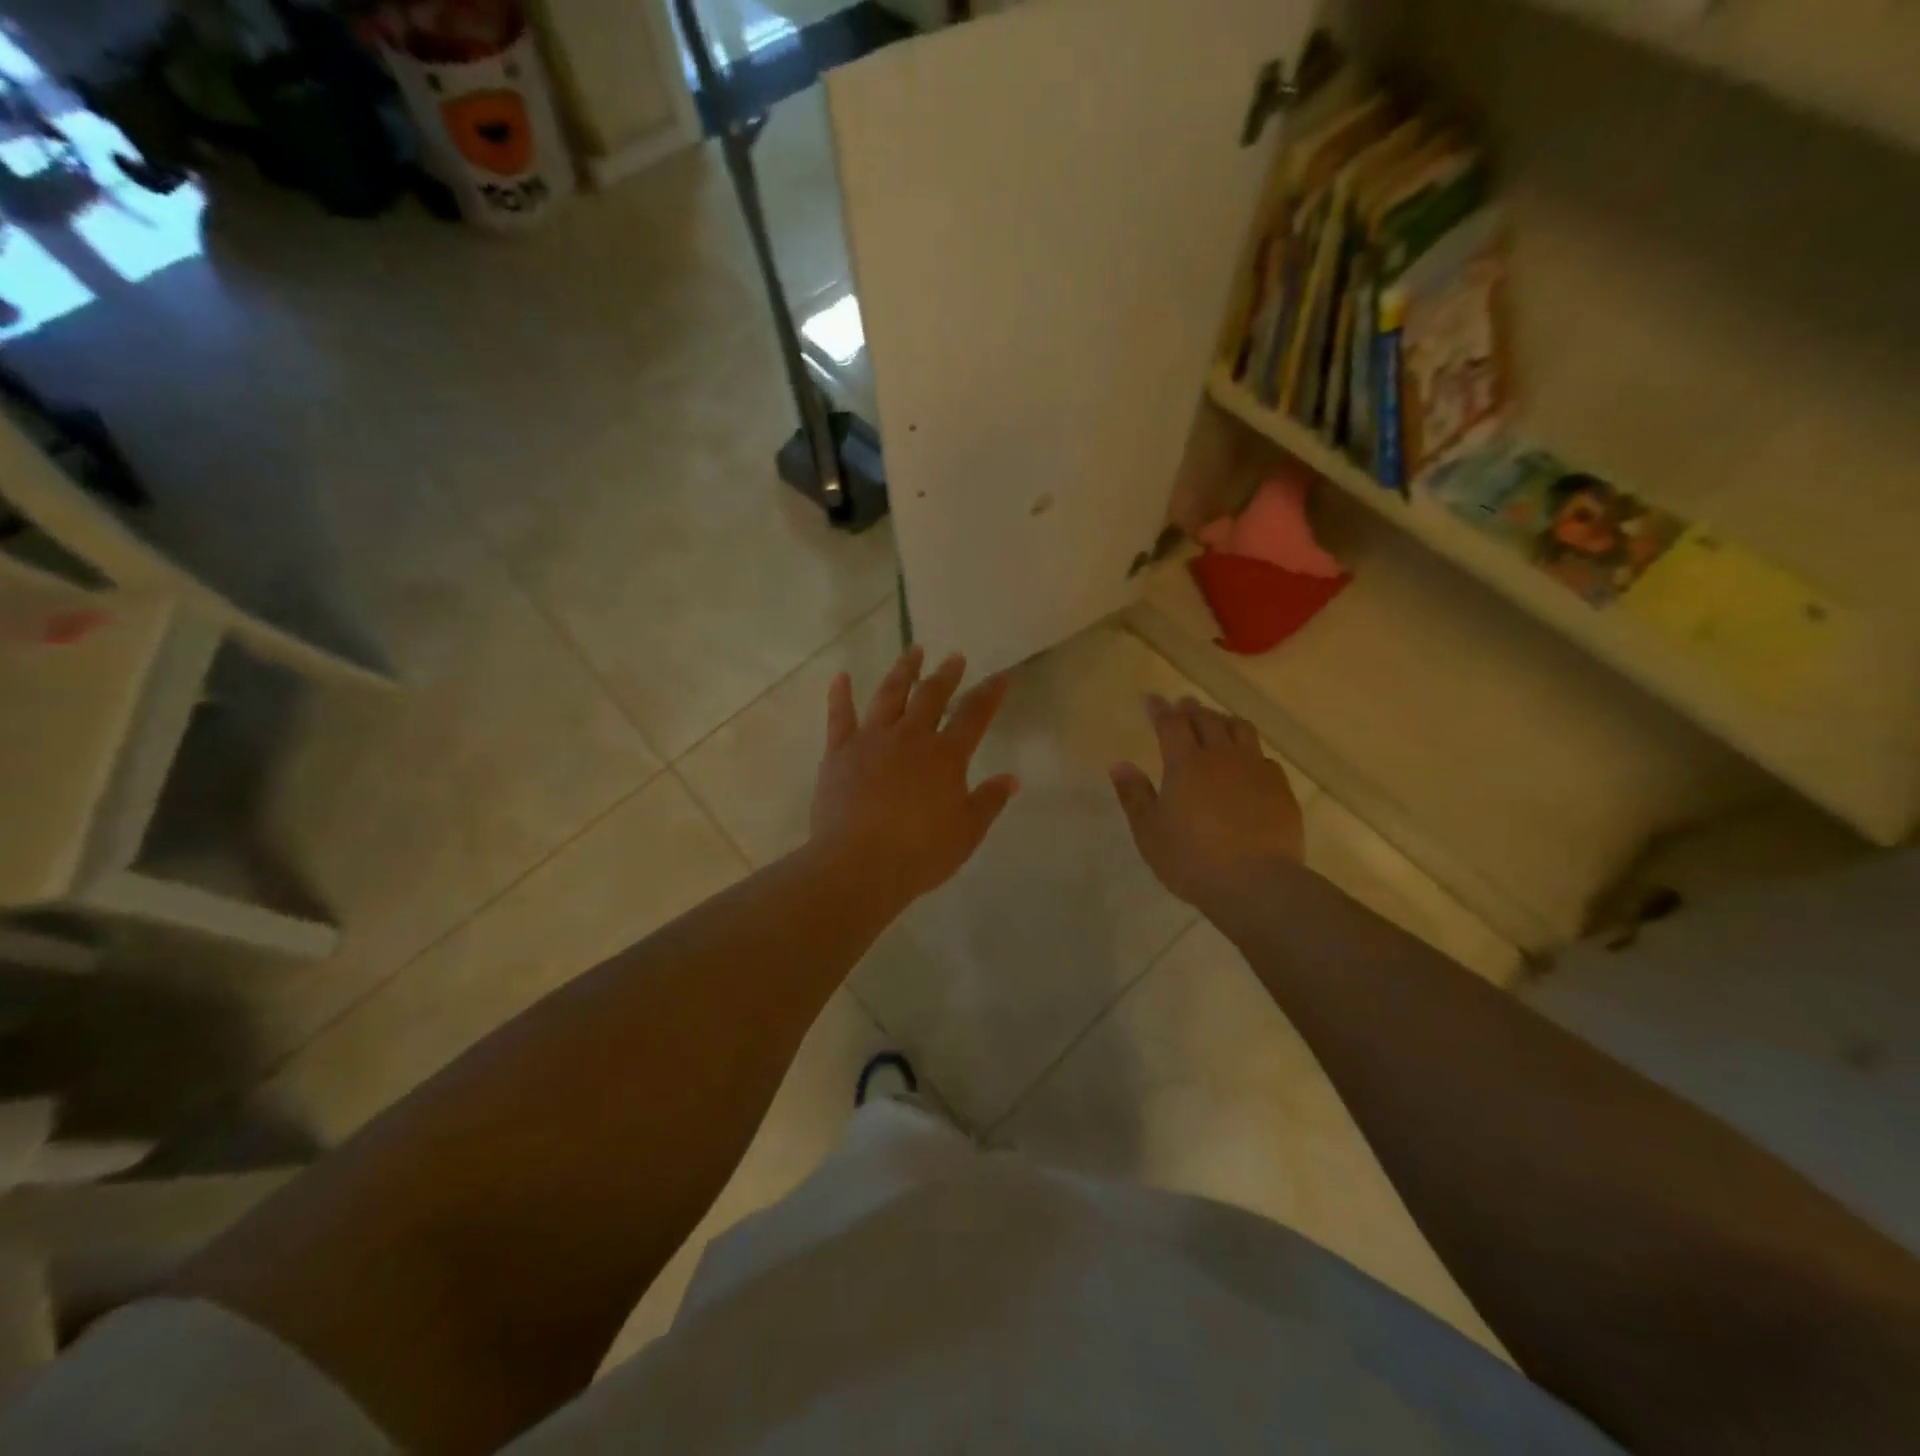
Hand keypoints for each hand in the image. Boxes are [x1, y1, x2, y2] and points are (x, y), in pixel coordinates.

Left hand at [811, 646, 1019, 907]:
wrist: (859, 863)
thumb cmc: (920, 852)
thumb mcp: (966, 832)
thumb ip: (989, 801)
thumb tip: (1011, 779)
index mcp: (946, 756)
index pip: (974, 715)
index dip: (990, 694)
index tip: (1001, 676)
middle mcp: (911, 737)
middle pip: (932, 696)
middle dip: (946, 674)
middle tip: (954, 657)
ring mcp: (872, 739)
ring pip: (890, 695)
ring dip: (903, 671)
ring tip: (913, 651)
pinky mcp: (840, 752)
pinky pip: (840, 716)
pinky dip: (841, 694)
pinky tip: (842, 676)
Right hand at [1110, 695, 1303, 914]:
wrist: (1257, 883)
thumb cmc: (1192, 859)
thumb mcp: (1149, 832)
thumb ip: (1134, 795)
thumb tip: (1119, 765)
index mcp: (1185, 764)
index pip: (1171, 724)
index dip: (1160, 709)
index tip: (1152, 699)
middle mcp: (1221, 757)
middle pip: (1207, 720)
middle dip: (1192, 709)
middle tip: (1183, 704)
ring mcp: (1255, 770)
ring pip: (1241, 730)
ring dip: (1224, 720)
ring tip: (1217, 722)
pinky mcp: (1280, 789)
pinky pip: (1264, 758)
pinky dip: (1250, 752)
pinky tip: (1249, 762)